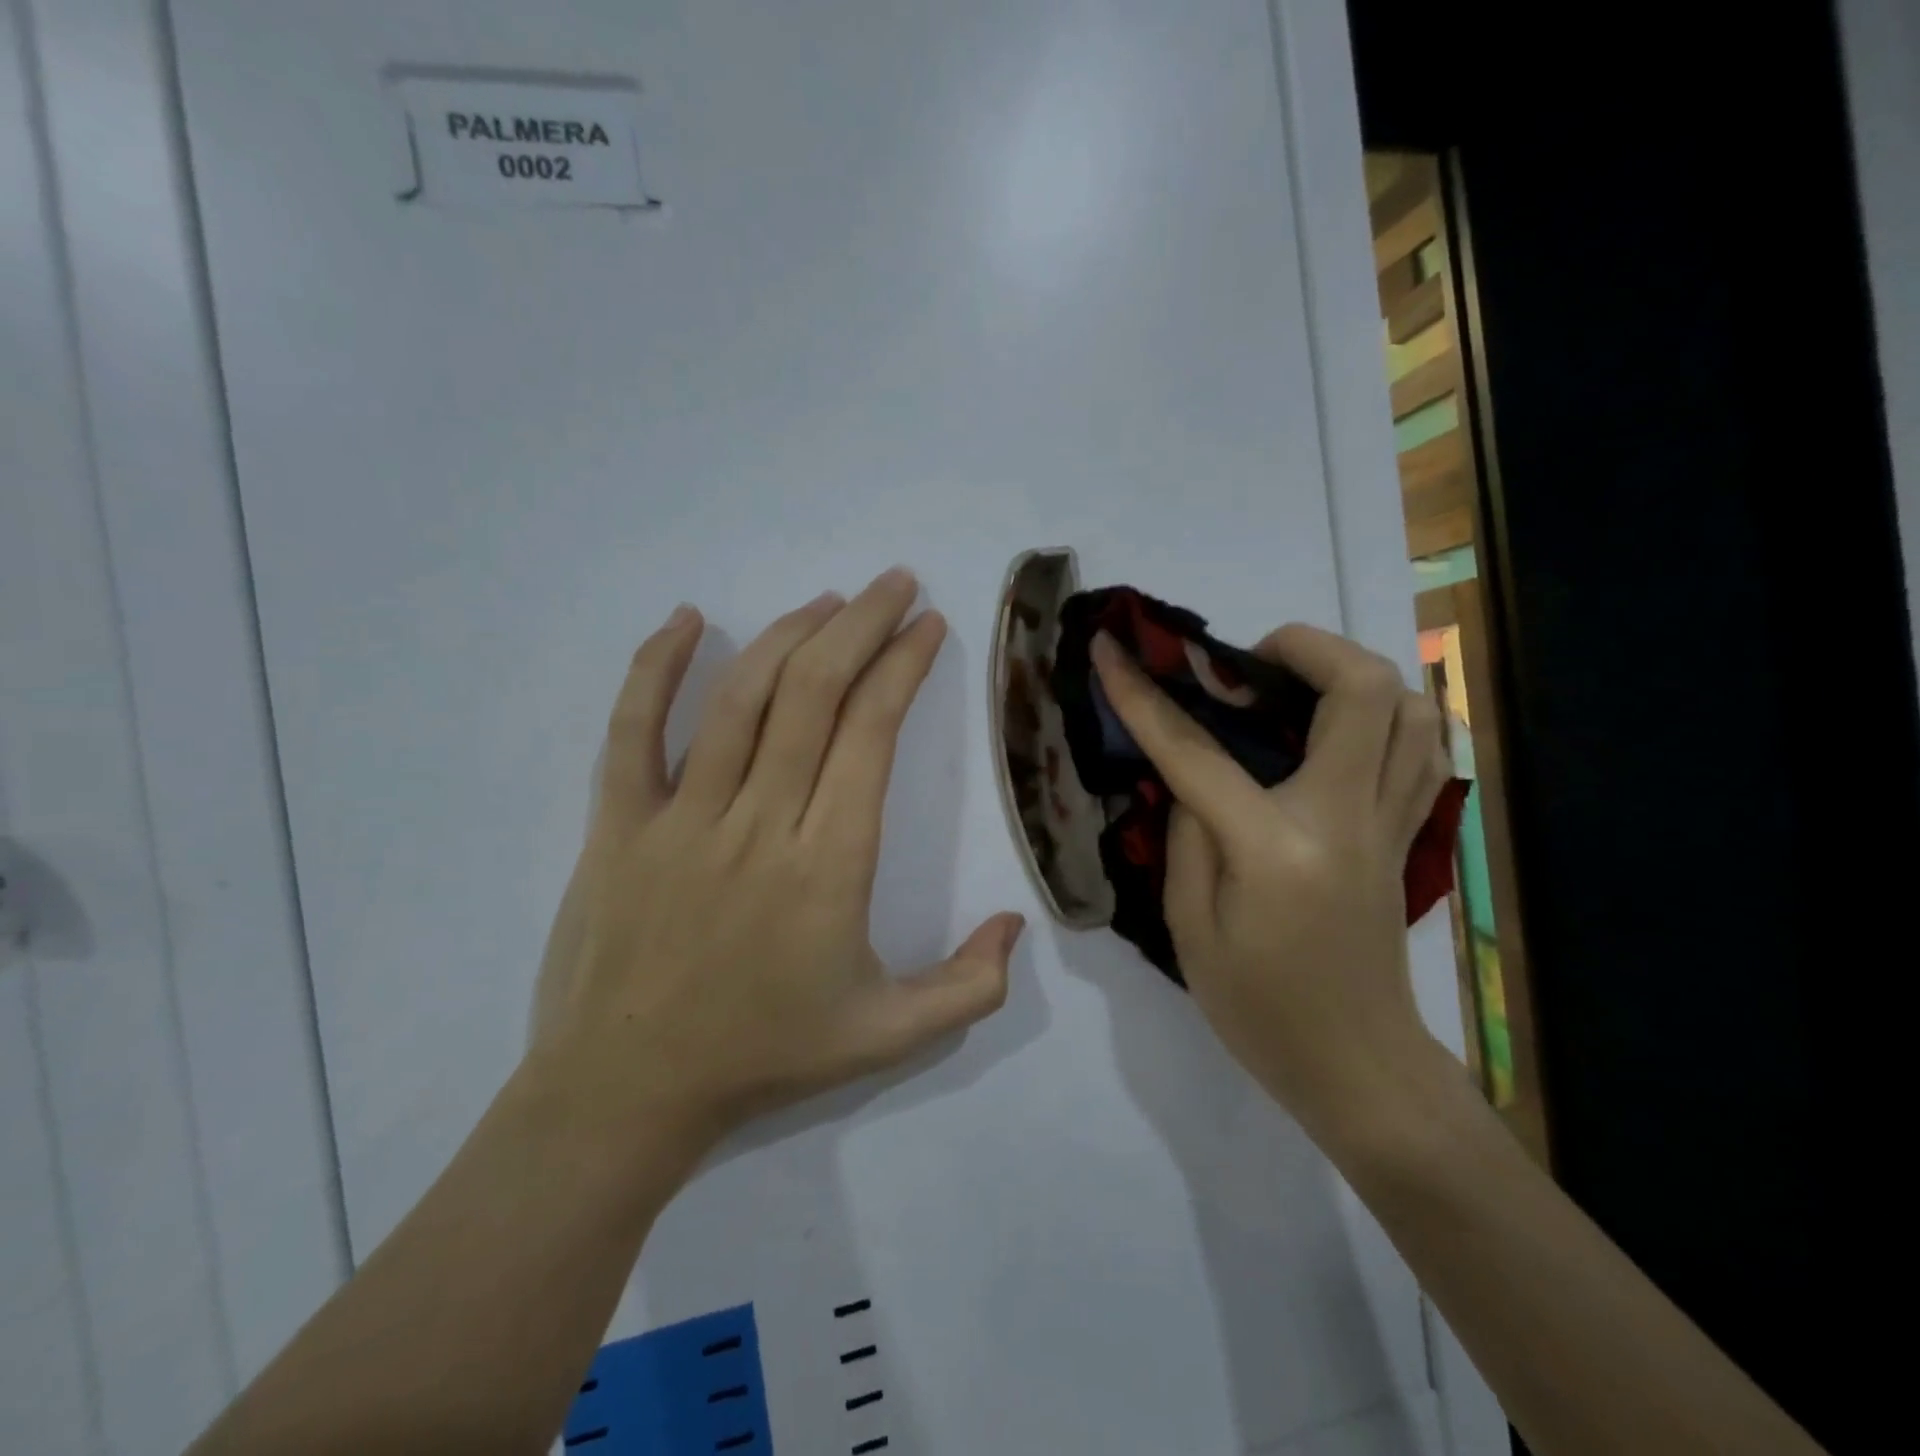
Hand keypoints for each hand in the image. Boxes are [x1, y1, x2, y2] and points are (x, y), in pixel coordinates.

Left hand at [529, 570, 1024, 1155]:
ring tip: (828, 601)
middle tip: (894, 585)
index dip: (903, 668)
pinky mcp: (619, 825)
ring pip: (740, 699)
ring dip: (789, 634)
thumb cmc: (762, 1057)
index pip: (871, 734)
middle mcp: (760, 823)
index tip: (927, 626)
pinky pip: (632, 729)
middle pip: (814, 695)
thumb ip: (967, 987)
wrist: (626, 1093)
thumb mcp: (887, 1038)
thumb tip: (1018, 922)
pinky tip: (689, 620)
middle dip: (862, 626)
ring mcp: (681, 818)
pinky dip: (657, 668)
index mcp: (829, 865)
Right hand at [1091, 624, 1455, 1137]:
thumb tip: (1193, 779)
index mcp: (1275, 848)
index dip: (1142, 695)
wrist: (1358, 1068)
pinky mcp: (1408, 836)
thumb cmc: (1260, 1010)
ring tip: (1294, 688)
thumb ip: (1187, 838)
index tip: (1112, 649)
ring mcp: (1390, 823)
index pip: (1197, 751)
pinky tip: (1341, 729)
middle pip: (1361, 690)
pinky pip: (1423, 749)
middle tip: (1246, 663)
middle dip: (1303, 646)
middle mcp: (1346, 818)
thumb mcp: (1190, 930)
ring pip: (1411, 708)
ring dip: (1352, 674)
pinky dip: (1388, 716)